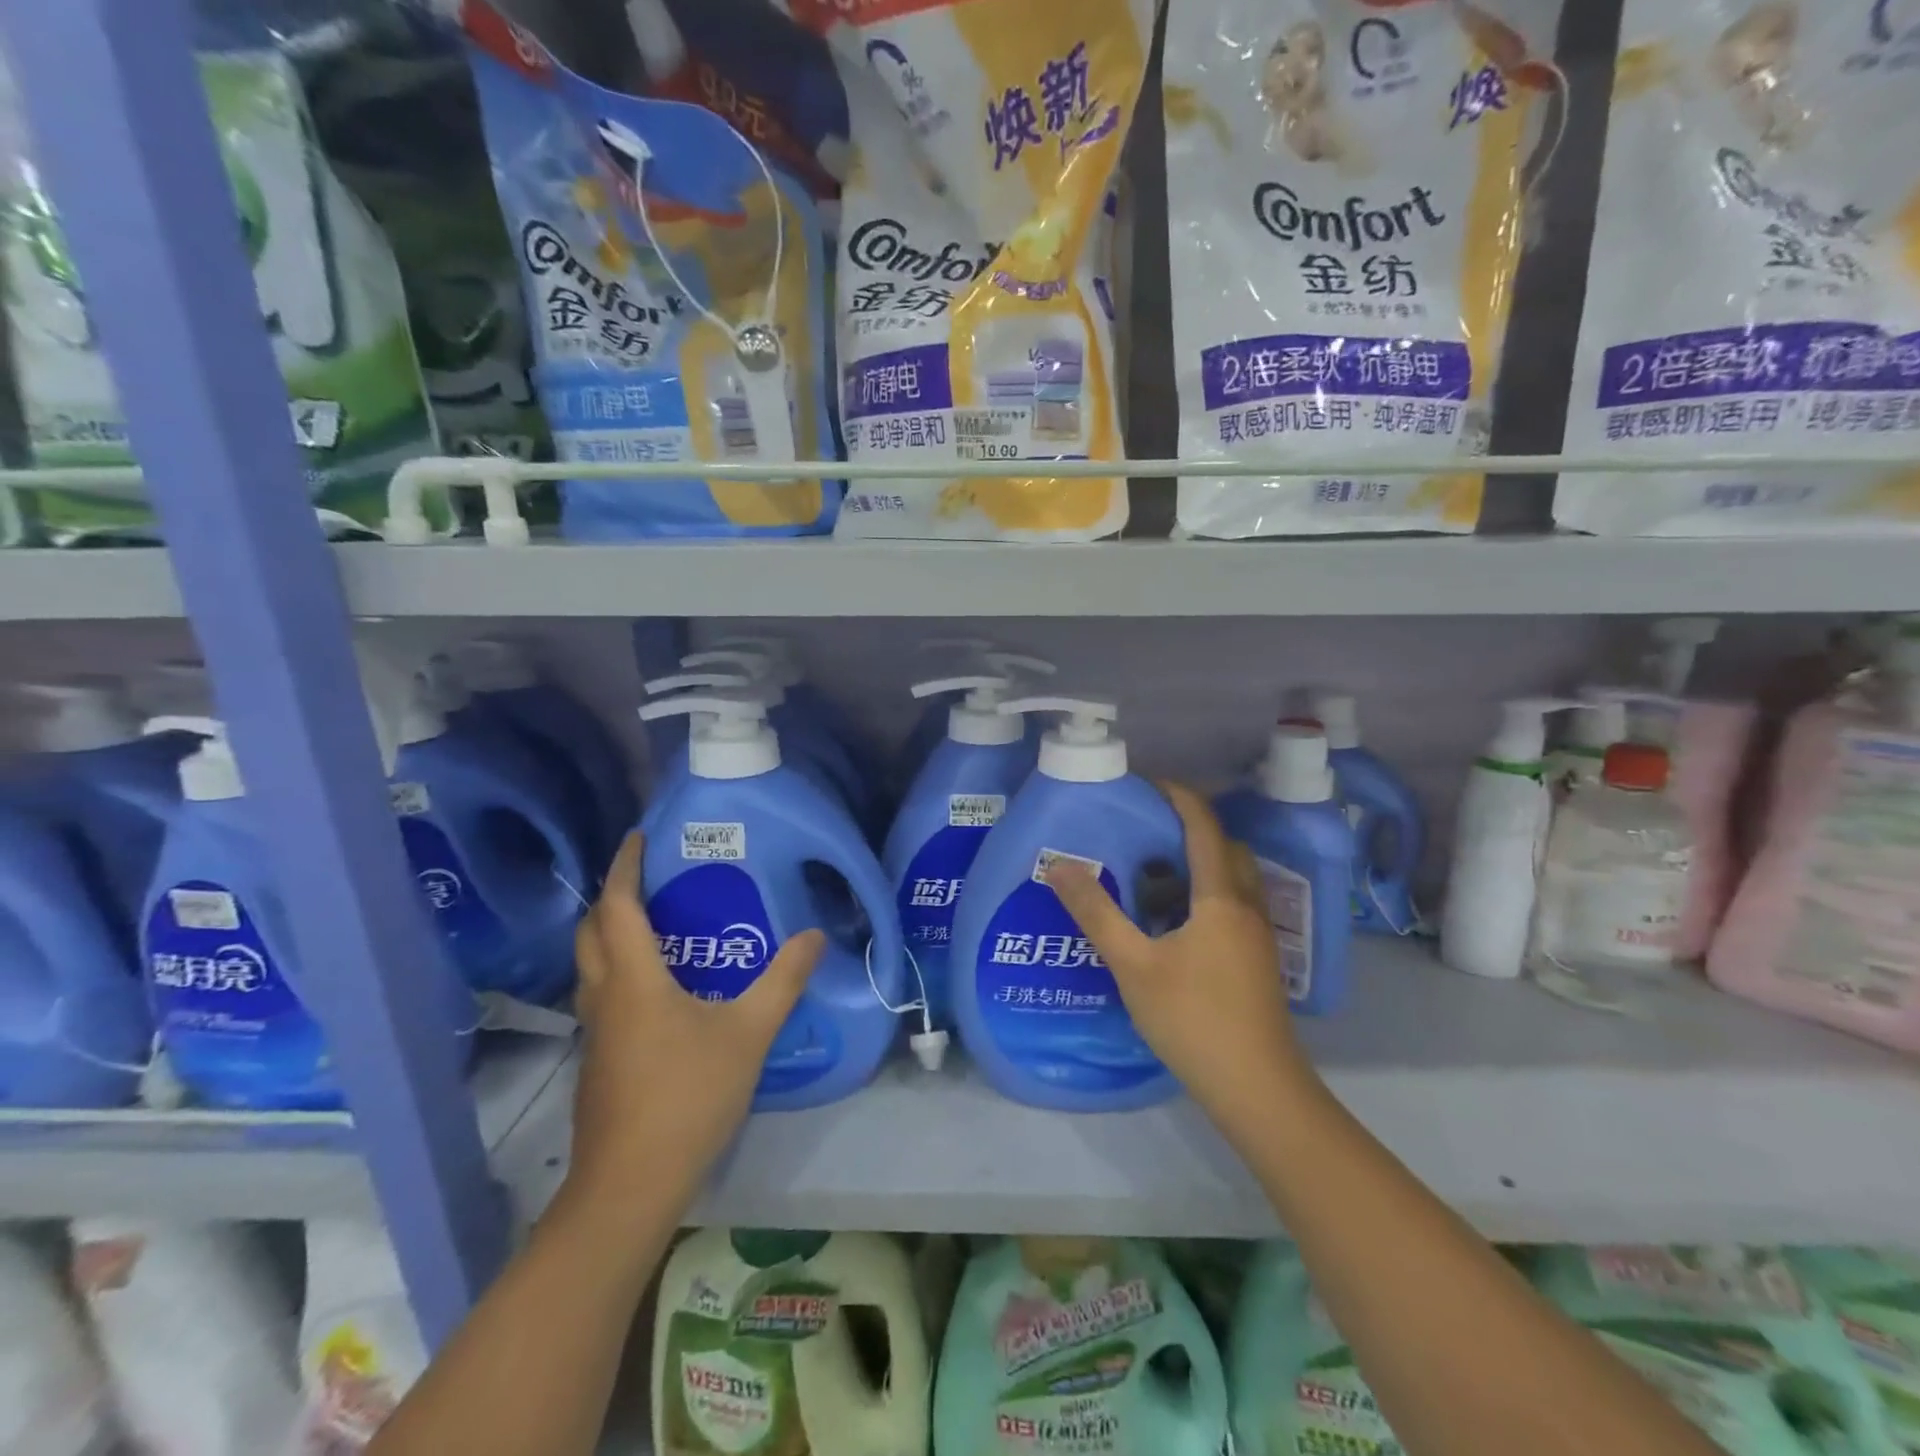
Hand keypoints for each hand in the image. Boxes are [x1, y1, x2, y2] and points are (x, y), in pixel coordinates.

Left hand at [566, 833, 824, 1210]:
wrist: (630, 1186)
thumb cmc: (688, 1096)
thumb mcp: (749, 1033)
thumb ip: (783, 980)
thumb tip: (814, 934)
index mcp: (634, 980)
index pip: (618, 906)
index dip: (626, 867)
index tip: (639, 837)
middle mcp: (605, 997)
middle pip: (591, 931)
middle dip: (612, 896)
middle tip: (649, 878)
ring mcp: (596, 1032)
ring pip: (591, 965)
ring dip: (611, 934)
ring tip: (655, 923)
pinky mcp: (599, 1060)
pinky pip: (603, 994)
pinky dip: (620, 969)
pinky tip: (658, 988)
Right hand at [1046, 782, 1321, 1141]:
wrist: (1257, 1089)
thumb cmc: (1193, 1019)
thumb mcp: (1133, 965)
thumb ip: (1096, 912)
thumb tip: (1059, 865)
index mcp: (1220, 897)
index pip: (1203, 826)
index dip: (1177, 796)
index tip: (1144, 784)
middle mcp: (1246, 906)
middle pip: (1224, 847)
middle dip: (1188, 829)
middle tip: (1143, 833)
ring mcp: (1258, 935)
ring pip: (1231, 879)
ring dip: (1197, 865)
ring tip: (1151, 877)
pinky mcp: (1258, 960)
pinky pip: (1232, 906)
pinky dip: (1204, 896)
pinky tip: (1173, 926)